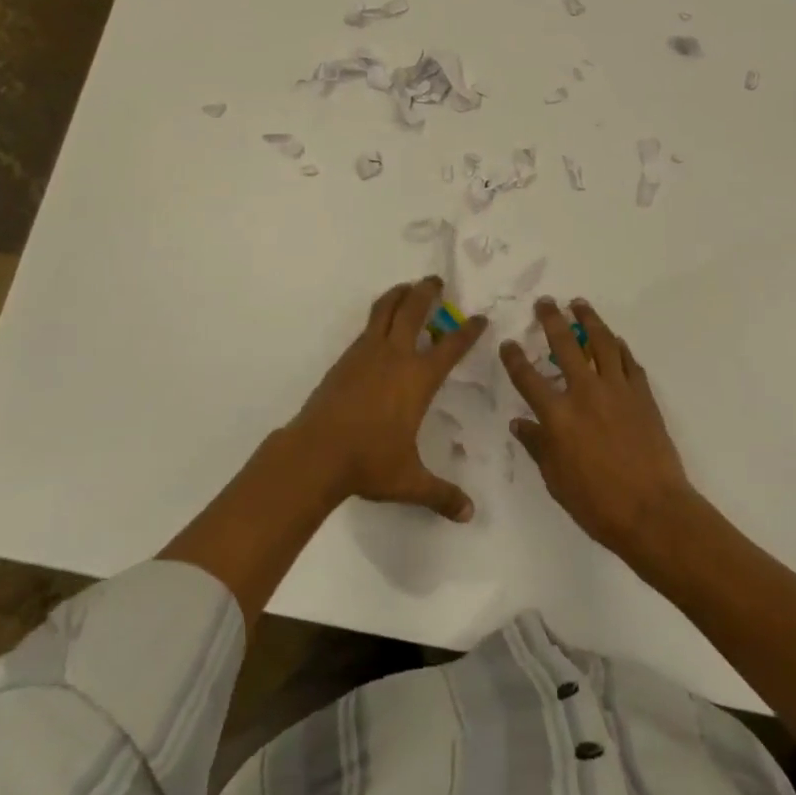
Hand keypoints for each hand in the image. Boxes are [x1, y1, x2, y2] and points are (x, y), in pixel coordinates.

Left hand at [288, 277, 487, 522]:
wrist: (315, 453)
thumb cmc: (369, 462)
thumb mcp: (410, 481)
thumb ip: (441, 494)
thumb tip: (469, 514)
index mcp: (418, 378)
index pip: (451, 346)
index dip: (468, 331)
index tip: (480, 318)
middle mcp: (395, 356)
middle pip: (414, 310)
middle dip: (427, 292)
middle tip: (436, 280)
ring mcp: (366, 353)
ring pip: (385, 309)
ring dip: (399, 294)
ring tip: (407, 288)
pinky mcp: (345, 358)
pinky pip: (367, 326)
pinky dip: (379, 316)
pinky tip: (380, 325)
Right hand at [502, 297, 695, 561]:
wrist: (654, 512)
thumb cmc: (598, 504)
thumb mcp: (556, 480)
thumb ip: (538, 446)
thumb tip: (520, 423)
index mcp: (558, 416)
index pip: (528, 378)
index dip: (514, 358)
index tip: (508, 343)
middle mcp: (585, 393)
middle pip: (565, 344)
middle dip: (551, 319)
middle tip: (545, 302)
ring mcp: (617, 389)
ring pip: (601, 342)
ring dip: (588, 319)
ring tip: (579, 304)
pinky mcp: (642, 395)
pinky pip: (628, 361)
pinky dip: (618, 346)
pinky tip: (613, 339)